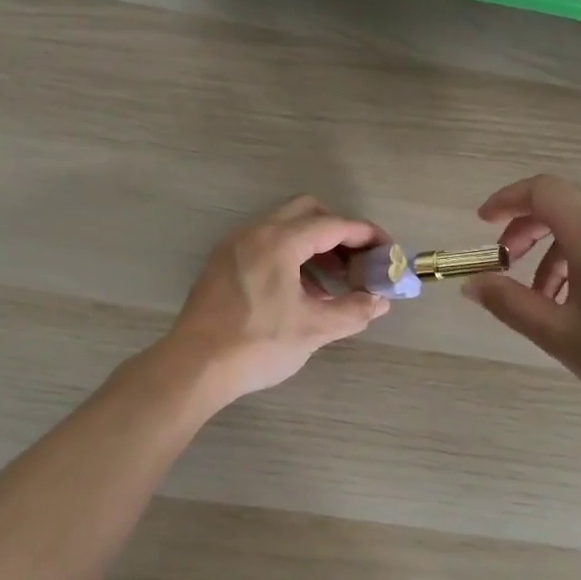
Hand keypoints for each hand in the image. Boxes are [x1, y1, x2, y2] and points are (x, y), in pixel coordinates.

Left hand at [164, 195, 389, 404]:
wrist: (194, 367)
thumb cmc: (257, 344)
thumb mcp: (313, 329)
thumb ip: (353, 310)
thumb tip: (380, 302)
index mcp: (279, 241)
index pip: (333, 224)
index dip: (365, 234)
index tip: (386, 250)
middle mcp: (254, 232)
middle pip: (307, 212)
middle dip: (338, 232)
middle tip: (357, 260)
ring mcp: (234, 246)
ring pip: (283, 228)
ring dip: (313, 246)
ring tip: (334, 282)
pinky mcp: (222, 264)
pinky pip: (264, 245)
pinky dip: (290, 256)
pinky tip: (301, 292)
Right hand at [462, 174, 580, 430]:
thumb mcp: (559, 334)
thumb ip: (510, 304)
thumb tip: (473, 284)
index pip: (543, 190)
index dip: (507, 200)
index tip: (483, 223)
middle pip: (563, 205)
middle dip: (526, 229)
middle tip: (506, 263)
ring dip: (553, 253)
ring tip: (542, 300)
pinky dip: (580, 263)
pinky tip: (579, 308)